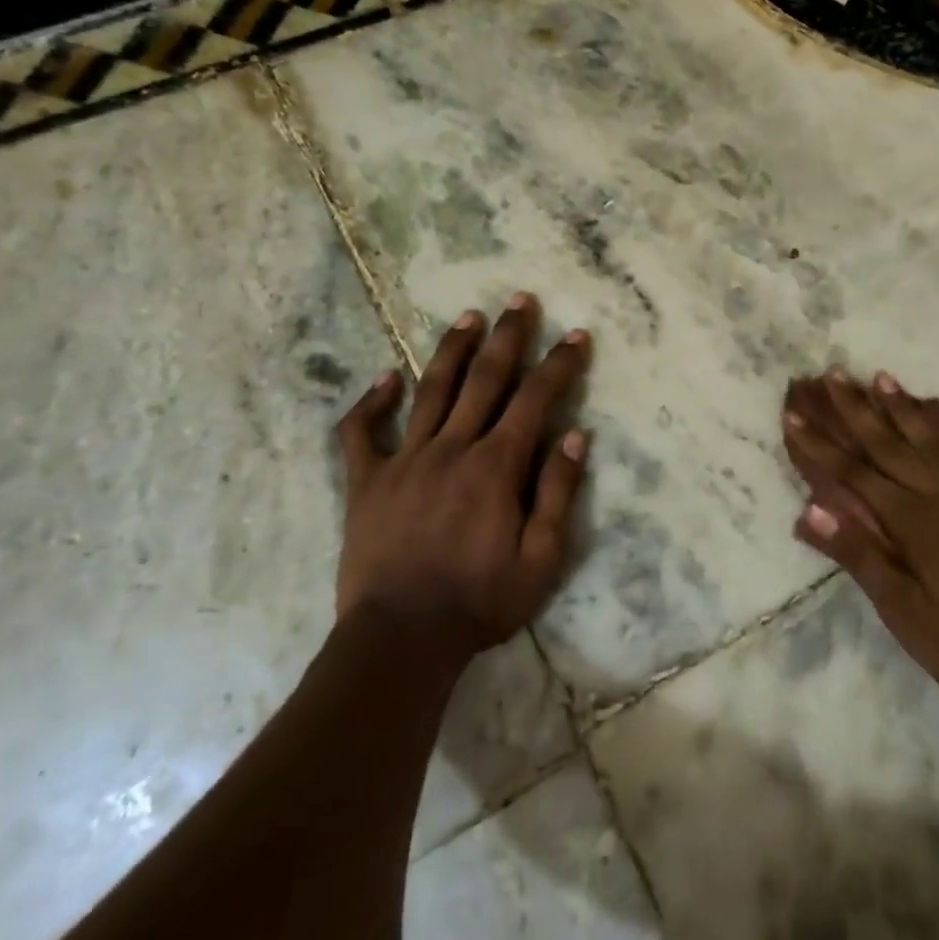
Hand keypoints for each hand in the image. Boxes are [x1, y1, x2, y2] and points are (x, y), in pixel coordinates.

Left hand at [335, 293, 590, 659]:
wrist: (400, 639)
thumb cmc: (479, 602)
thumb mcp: (541, 558)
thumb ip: (557, 492)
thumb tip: (576, 435)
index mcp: (496, 467)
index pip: (535, 400)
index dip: (560, 365)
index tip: (576, 336)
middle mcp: (452, 449)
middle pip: (485, 380)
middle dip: (508, 337)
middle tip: (521, 300)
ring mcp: (405, 461)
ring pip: (431, 391)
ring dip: (452, 351)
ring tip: (469, 317)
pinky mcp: (366, 482)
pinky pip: (362, 433)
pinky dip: (371, 402)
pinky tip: (385, 378)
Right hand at [781, 370, 938, 720]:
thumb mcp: (901, 611)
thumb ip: (858, 555)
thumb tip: (810, 509)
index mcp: (912, 522)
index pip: (853, 473)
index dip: (820, 443)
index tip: (793, 413)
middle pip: (890, 444)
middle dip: (857, 409)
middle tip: (833, 374)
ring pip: (932, 441)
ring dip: (905, 408)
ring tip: (883, 377)